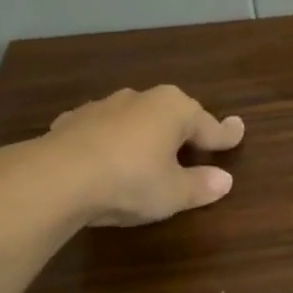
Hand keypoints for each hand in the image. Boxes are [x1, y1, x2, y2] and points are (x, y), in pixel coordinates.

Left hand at [42, 85, 245, 226]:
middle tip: (195, 147)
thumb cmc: (130, 180)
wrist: (55, 178)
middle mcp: (143, 99)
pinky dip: (112, 141)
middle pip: (173, 115)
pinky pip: (104, 129)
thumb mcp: (173, 193)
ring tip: (149, 154)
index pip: (209, 125)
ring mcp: (105, 106)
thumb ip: (200, 185)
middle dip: (184, 130)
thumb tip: (224, 180)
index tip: (238, 132)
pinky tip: (107, 158)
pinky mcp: (73, 121)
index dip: (225, 135)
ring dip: (145, 134)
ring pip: (136, 119)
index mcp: (175, 110)